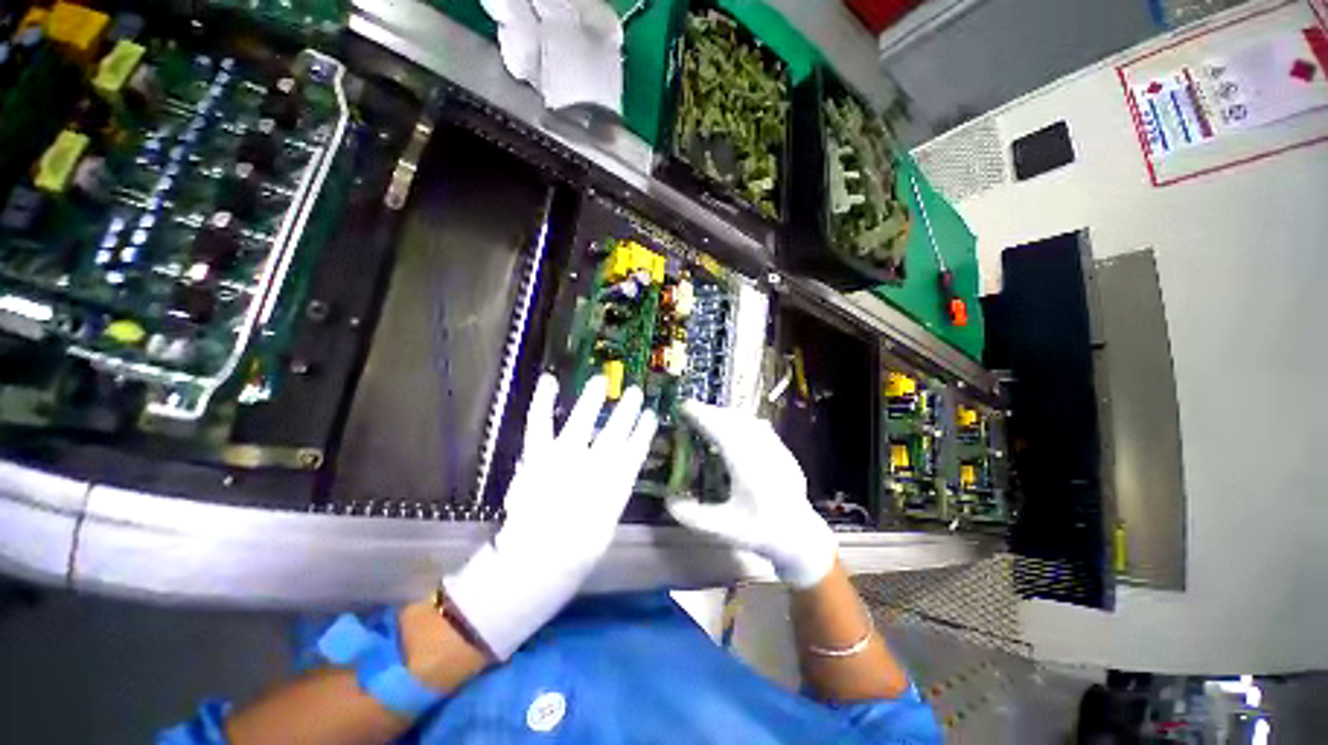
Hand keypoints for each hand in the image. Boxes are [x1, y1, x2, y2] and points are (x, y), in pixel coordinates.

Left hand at [443, 374, 656, 659]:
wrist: (536, 563)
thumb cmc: (575, 554)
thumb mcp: (605, 526)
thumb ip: (611, 496)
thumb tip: (615, 477)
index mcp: (616, 484)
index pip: (635, 451)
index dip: (644, 432)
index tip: (651, 417)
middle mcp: (596, 465)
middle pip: (616, 432)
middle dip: (627, 411)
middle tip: (635, 393)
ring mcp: (565, 457)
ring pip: (583, 421)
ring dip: (593, 399)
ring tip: (601, 381)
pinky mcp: (539, 456)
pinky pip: (541, 424)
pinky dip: (543, 402)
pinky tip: (549, 381)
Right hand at [667, 401, 836, 588]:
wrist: (800, 537)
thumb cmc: (761, 533)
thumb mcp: (724, 529)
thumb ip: (694, 517)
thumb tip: (668, 501)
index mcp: (747, 467)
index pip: (721, 431)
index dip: (702, 416)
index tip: (684, 406)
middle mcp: (762, 451)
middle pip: (734, 419)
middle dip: (711, 411)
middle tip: (690, 411)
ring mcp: (776, 448)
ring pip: (748, 420)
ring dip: (725, 414)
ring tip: (708, 417)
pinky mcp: (783, 450)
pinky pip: (758, 426)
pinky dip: (740, 421)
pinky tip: (732, 428)